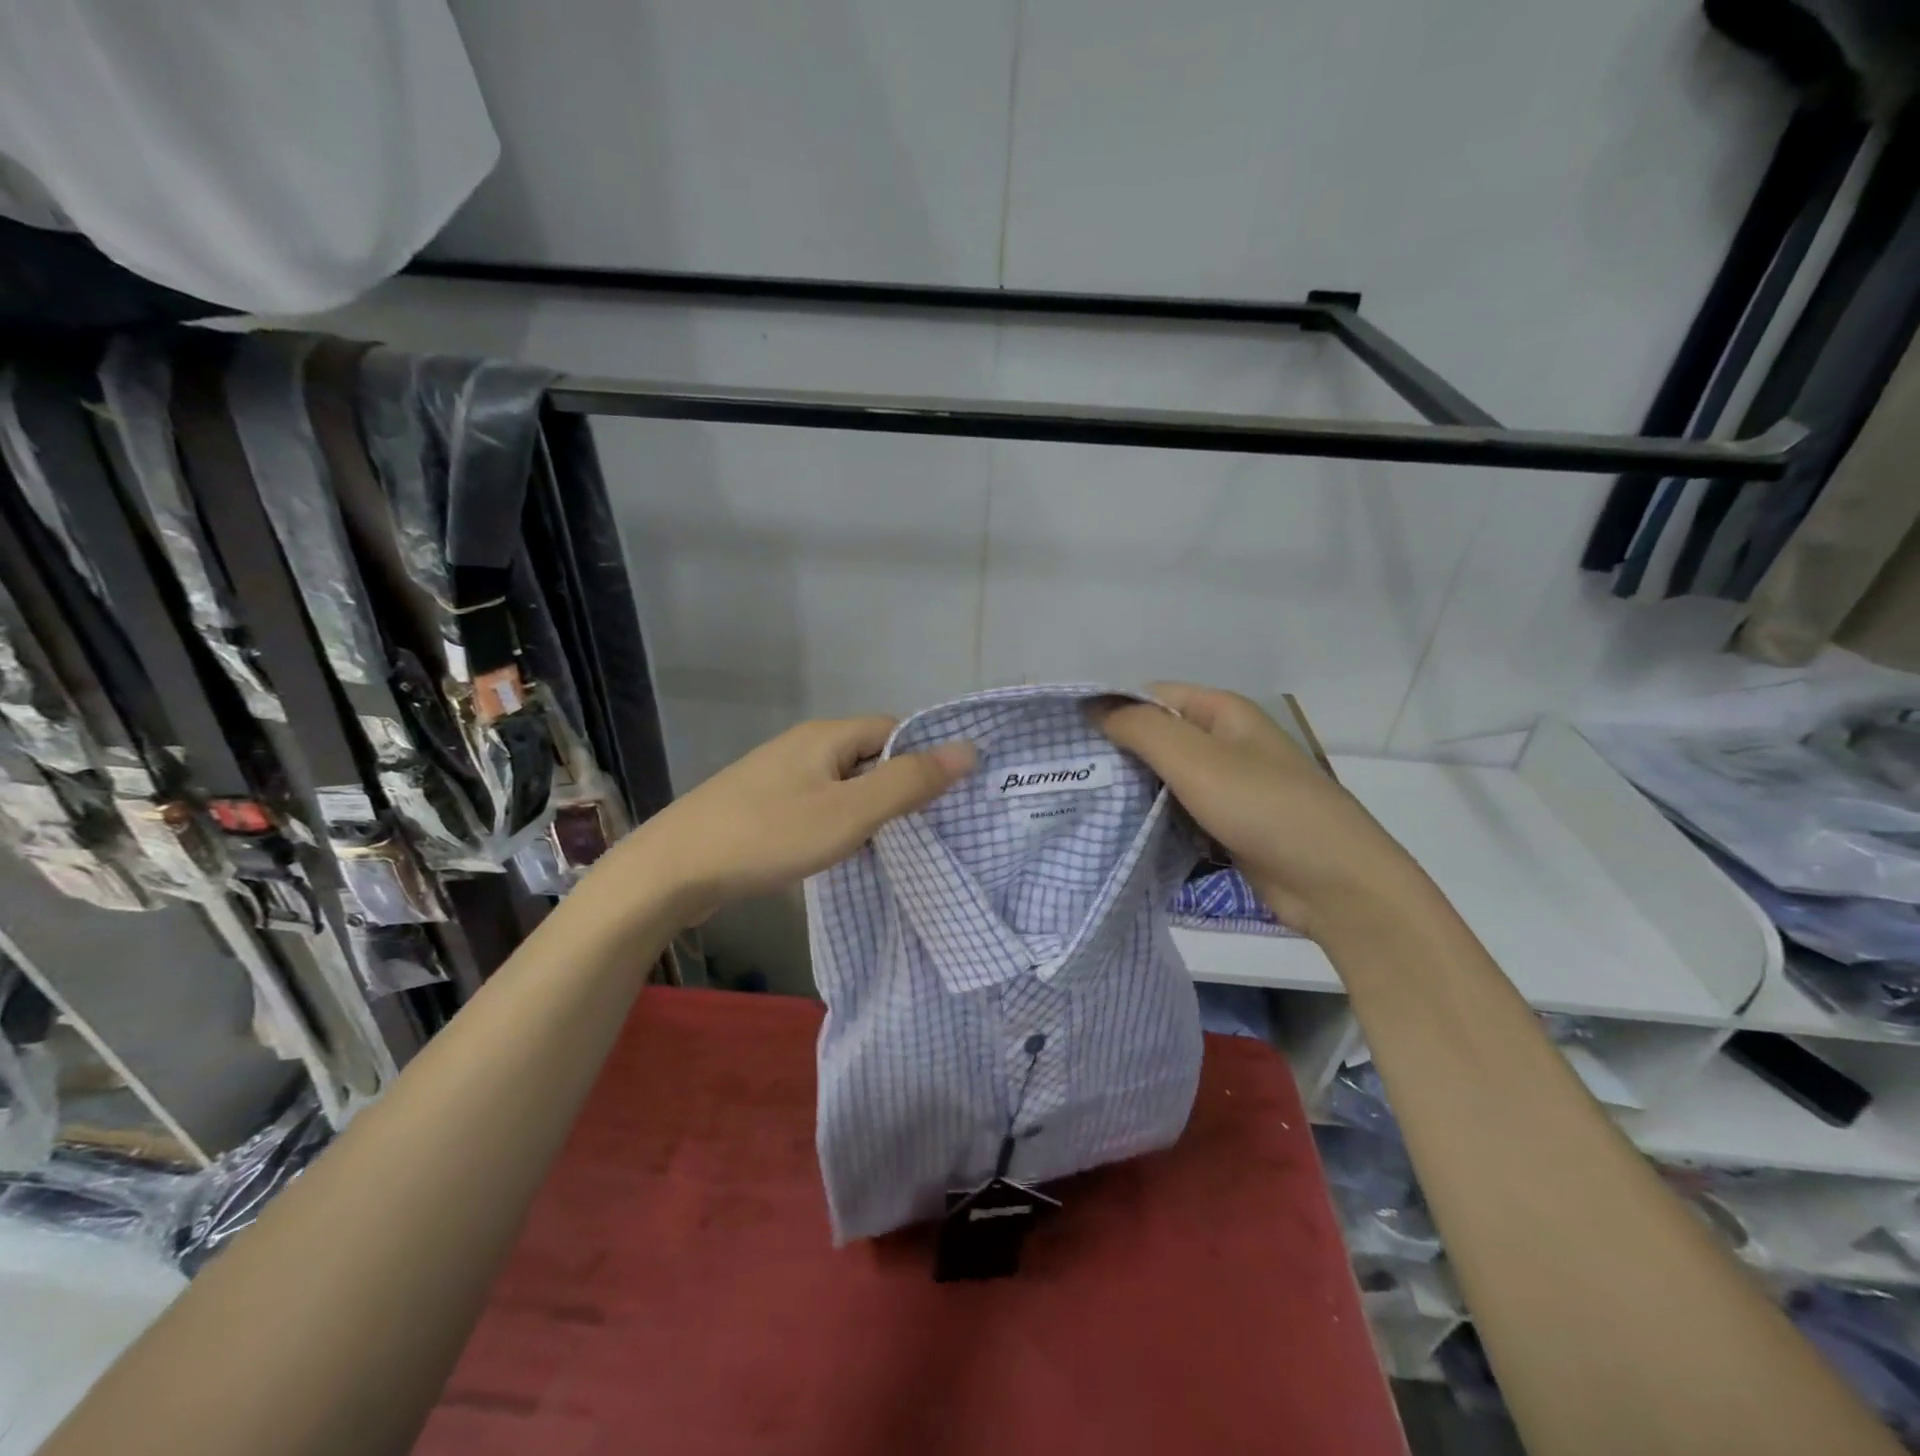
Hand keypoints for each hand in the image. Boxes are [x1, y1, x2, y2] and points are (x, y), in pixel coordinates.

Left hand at [607, 716, 975, 924]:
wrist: (672, 871)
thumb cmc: (768, 836)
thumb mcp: (850, 813)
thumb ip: (909, 782)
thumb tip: (968, 748)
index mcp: (827, 735)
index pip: (894, 730)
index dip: (925, 757)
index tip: (950, 797)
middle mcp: (803, 745)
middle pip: (869, 755)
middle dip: (900, 786)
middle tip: (930, 827)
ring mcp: (778, 775)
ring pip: (843, 783)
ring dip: (870, 808)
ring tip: (895, 845)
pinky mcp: (761, 805)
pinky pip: (817, 804)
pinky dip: (839, 823)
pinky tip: (844, 853)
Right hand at [1096, 683, 1428, 941]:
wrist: (1335, 884)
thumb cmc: (1264, 808)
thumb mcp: (1195, 759)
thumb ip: (1141, 728)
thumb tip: (1093, 707)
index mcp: (1222, 712)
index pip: (1151, 696)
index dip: (1111, 710)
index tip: (1068, 736)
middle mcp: (1224, 743)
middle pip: (1157, 738)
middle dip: (1116, 753)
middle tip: (1067, 775)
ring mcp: (1227, 786)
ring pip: (1165, 779)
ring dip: (1131, 790)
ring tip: (1081, 803)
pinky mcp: (1227, 826)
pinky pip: (1179, 812)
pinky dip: (1153, 819)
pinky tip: (1117, 832)